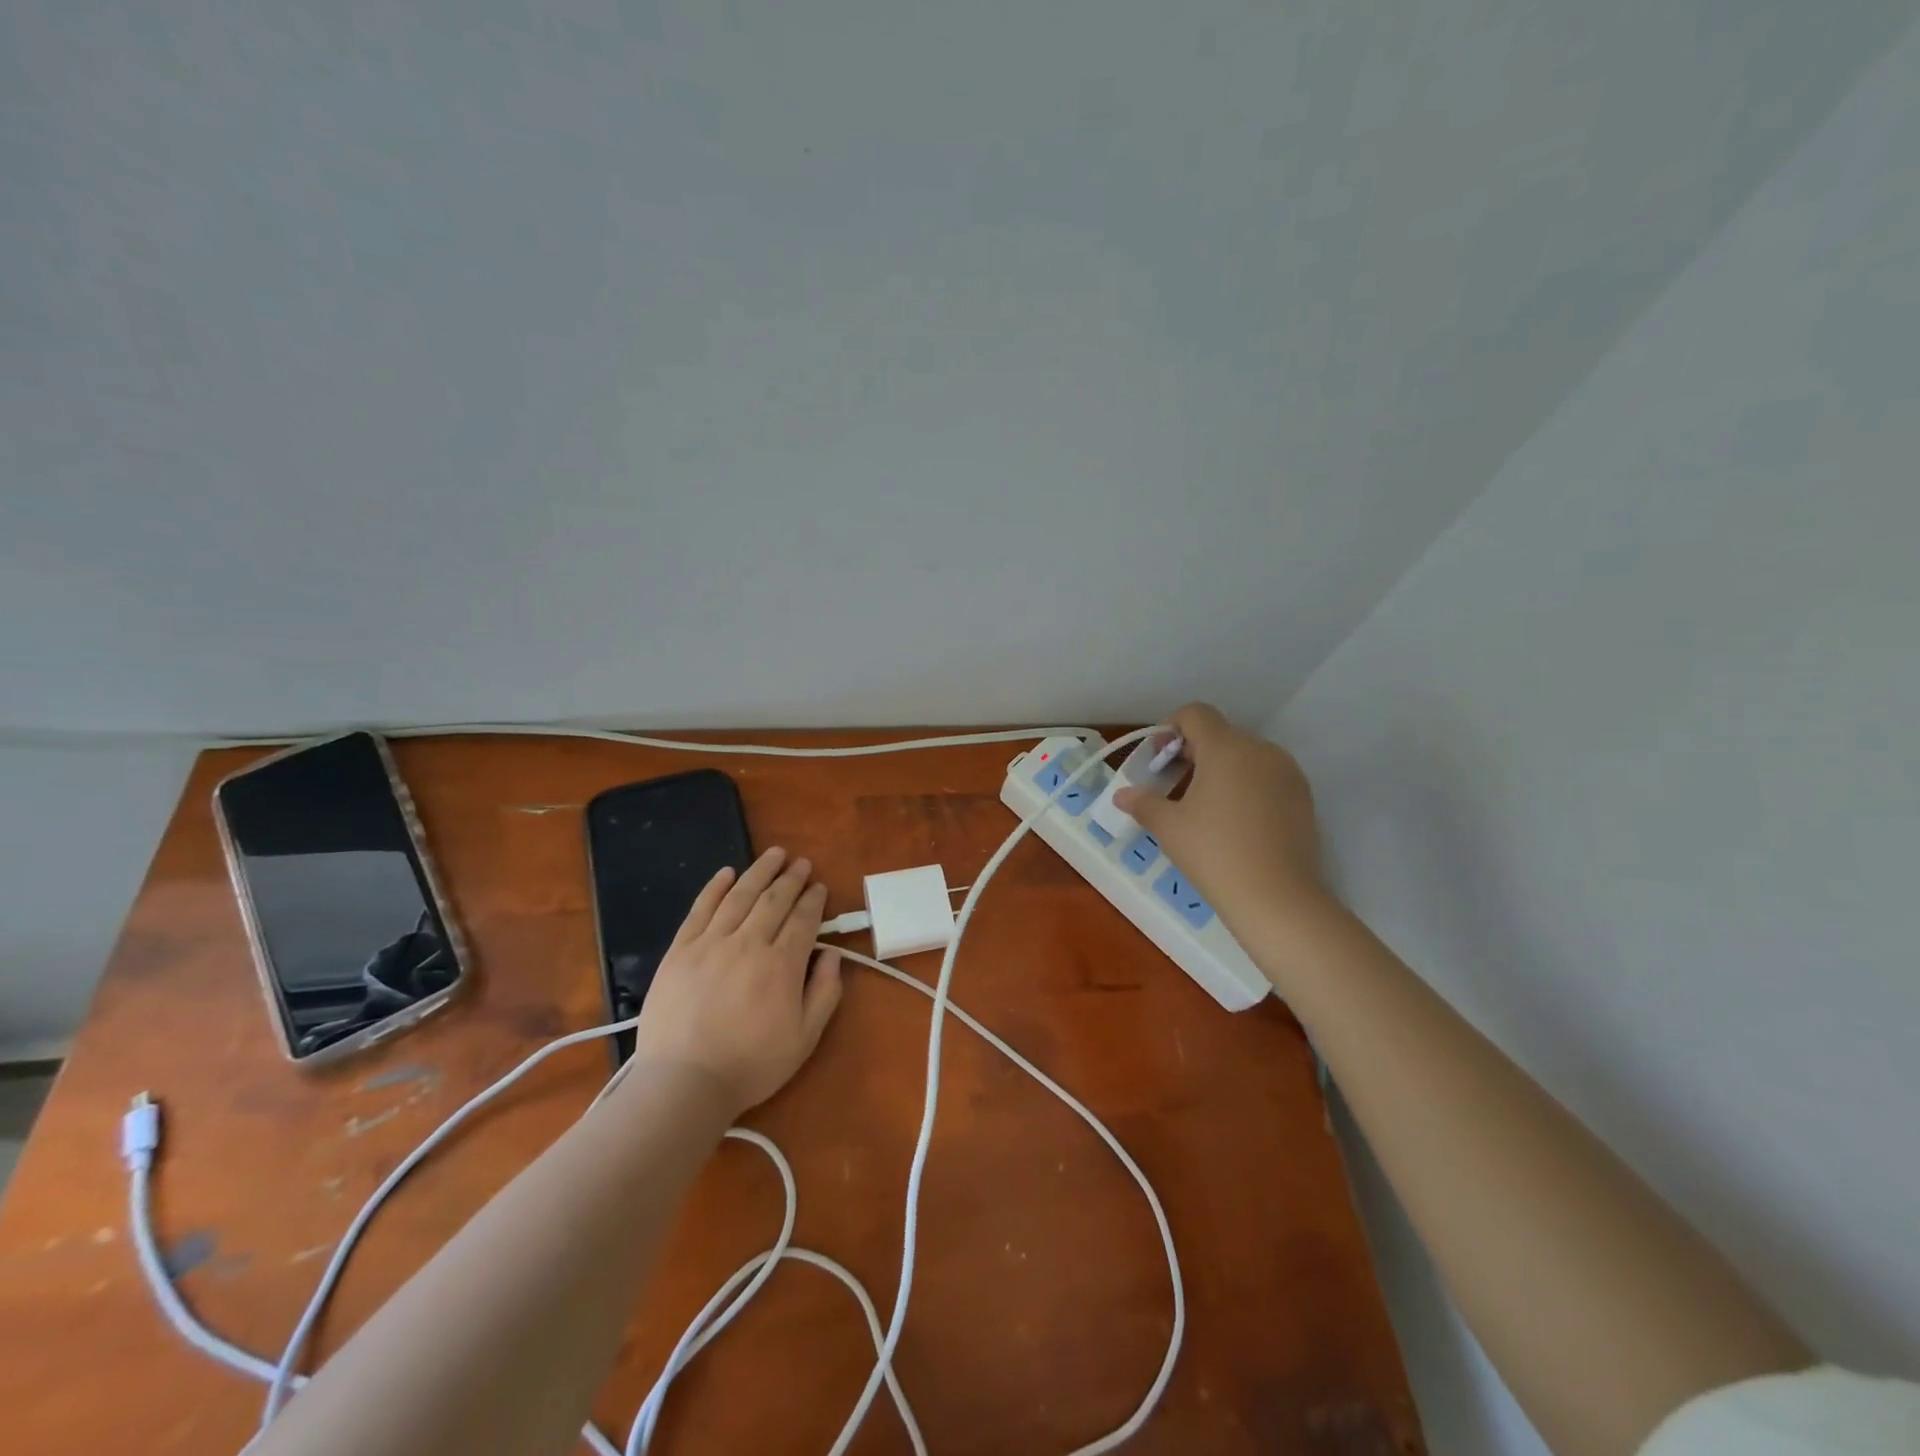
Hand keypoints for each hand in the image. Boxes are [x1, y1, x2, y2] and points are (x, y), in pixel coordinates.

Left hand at [631, 848, 843, 1117]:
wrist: (684, 1083)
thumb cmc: (750, 1064)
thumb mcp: (804, 1038)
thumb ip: (824, 993)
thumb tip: (832, 955)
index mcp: (781, 965)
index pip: (803, 920)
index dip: (814, 900)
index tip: (820, 887)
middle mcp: (748, 943)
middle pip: (774, 900)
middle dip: (791, 878)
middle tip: (801, 863)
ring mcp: (710, 943)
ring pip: (740, 896)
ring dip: (760, 871)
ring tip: (774, 854)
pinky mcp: (680, 950)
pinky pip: (700, 909)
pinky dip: (715, 887)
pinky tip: (727, 873)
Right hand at [1113, 703, 1330, 937]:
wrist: (1276, 897)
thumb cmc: (1213, 852)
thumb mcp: (1169, 827)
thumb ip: (1144, 803)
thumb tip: (1123, 795)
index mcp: (1226, 747)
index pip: (1195, 714)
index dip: (1171, 729)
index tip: (1158, 762)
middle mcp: (1260, 750)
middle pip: (1220, 735)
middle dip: (1192, 754)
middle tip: (1172, 789)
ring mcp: (1287, 773)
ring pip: (1245, 757)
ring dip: (1220, 771)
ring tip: (1203, 809)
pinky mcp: (1303, 798)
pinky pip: (1266, 778)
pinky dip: (1245, 788)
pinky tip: (1234, 824)